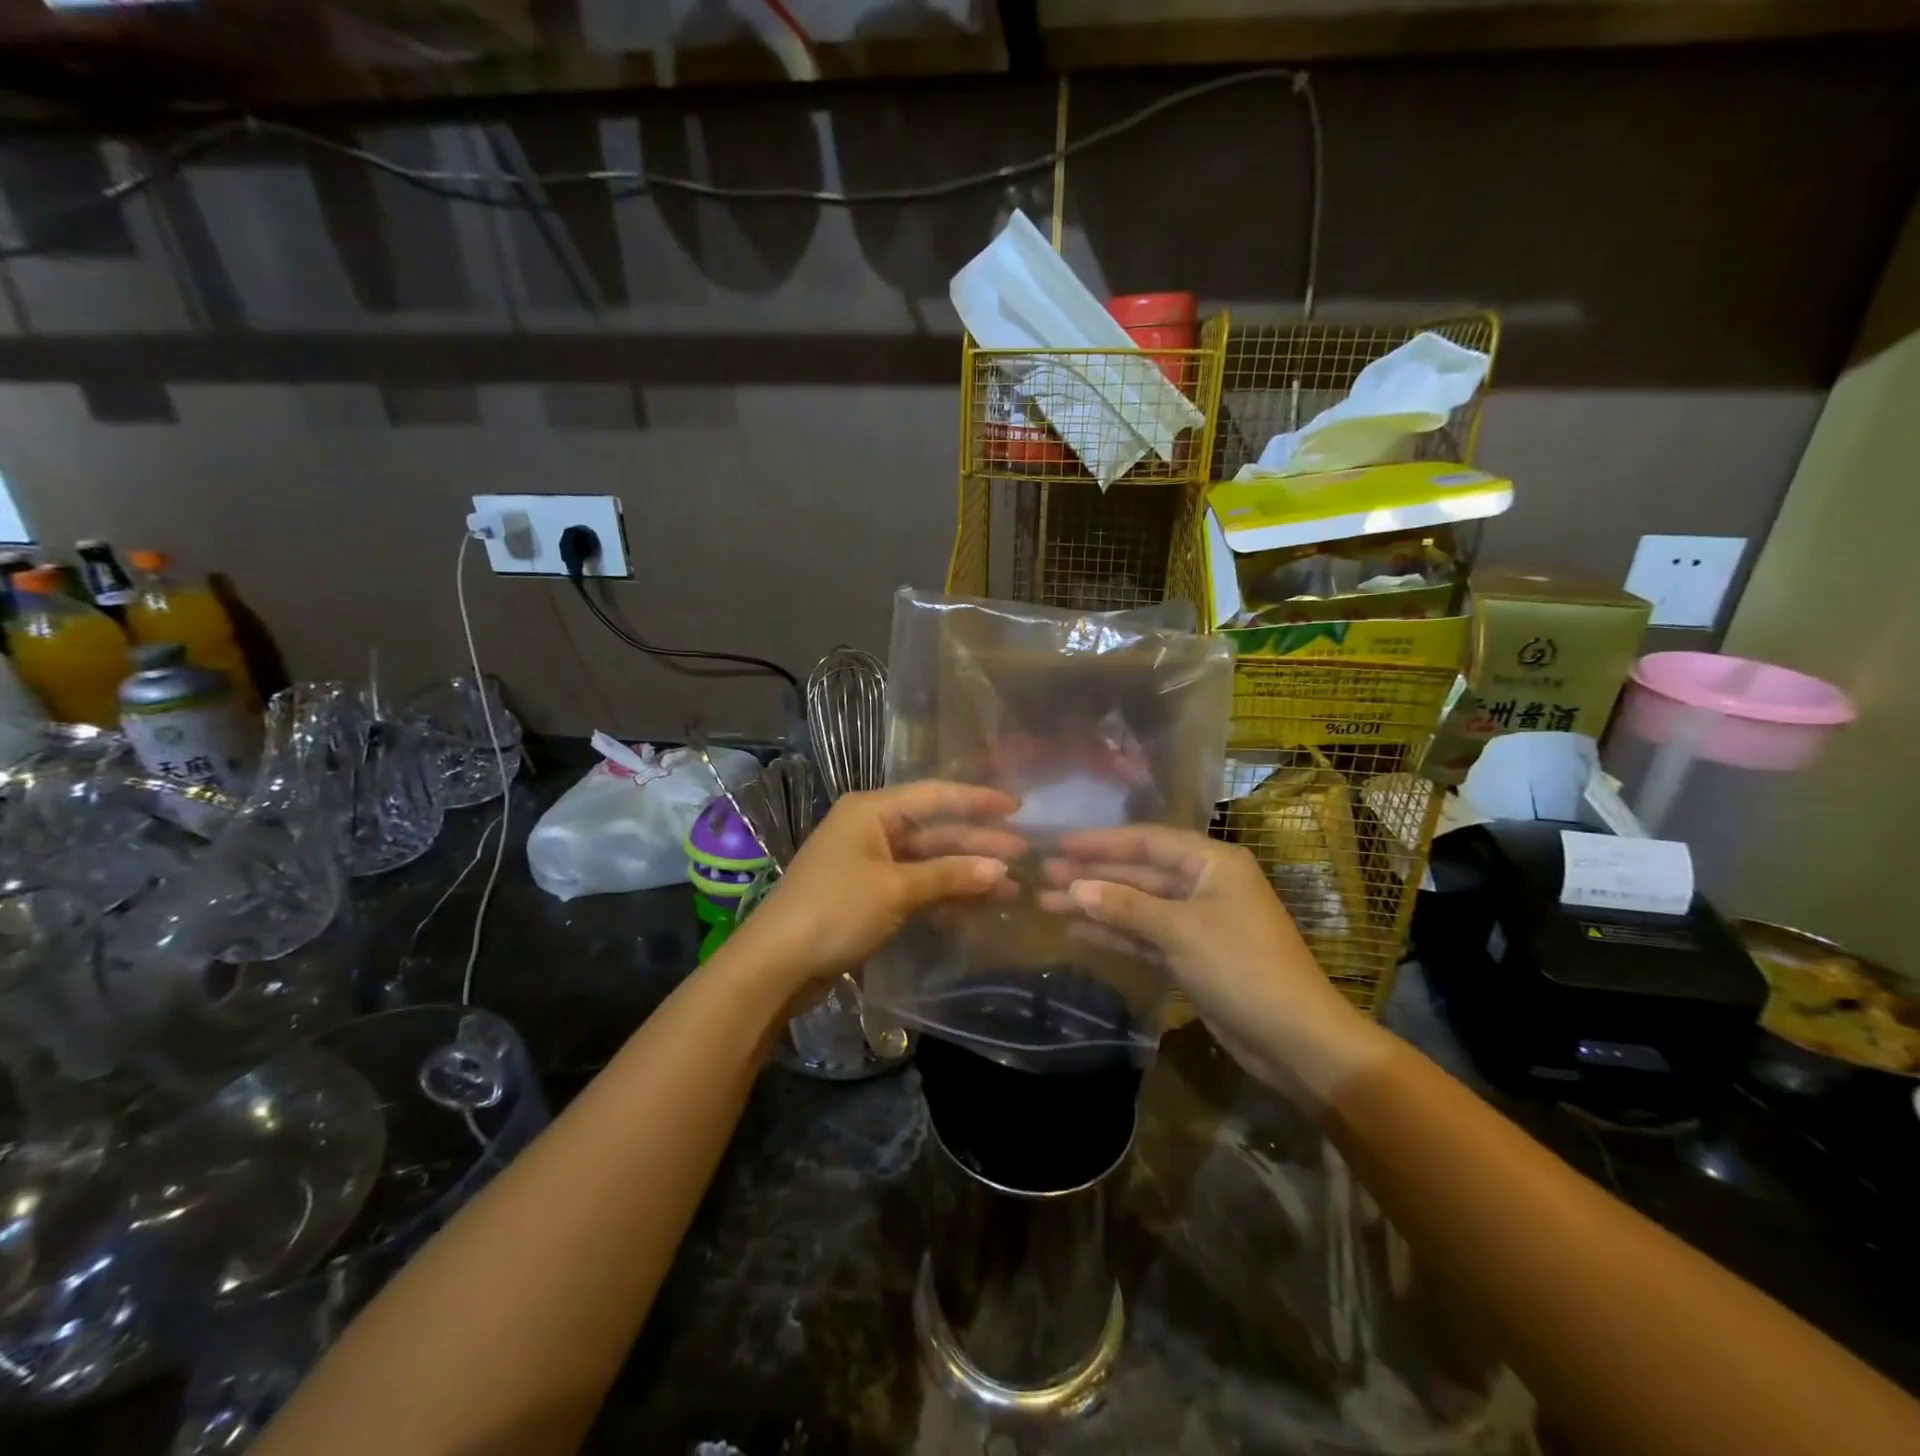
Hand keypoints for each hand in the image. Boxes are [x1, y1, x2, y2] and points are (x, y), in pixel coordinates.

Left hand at [725, 781, 1021, 999]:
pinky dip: (943, 893)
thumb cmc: (835, 910)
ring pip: (928, 861)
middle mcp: (871, 829)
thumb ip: (949, 876)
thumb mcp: (896, 889)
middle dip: (977, 843)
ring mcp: (869, 863)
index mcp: (872, 811)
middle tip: (1024, 854)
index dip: (977, 800)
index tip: (1017, 808)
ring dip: (965, 872)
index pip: (935, 796)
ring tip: (1009, 886)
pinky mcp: (868, 895)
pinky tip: (976, 905)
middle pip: (934, 830)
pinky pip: (915, 885)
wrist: (776, 964)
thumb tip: (1001, 869)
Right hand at [1042, 826, 1386, 1101]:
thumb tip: (1075, 888)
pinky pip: (1145, 936)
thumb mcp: (1181, 931)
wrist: (1297, 1040)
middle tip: (1042, 875)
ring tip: (1048, 902)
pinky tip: (1079, 931)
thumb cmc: (1243, 968)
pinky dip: (1116, 934)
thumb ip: (1126, 907)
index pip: (1146, 841)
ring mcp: (1197, 922)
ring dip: (1097, 905)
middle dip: (1092, 875)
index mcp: (1212, 863)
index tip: (1058, 844)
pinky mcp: (1192, 956)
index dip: (1100, 842)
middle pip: (1138, 873)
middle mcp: (1204, 884)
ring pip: (1138, 906)